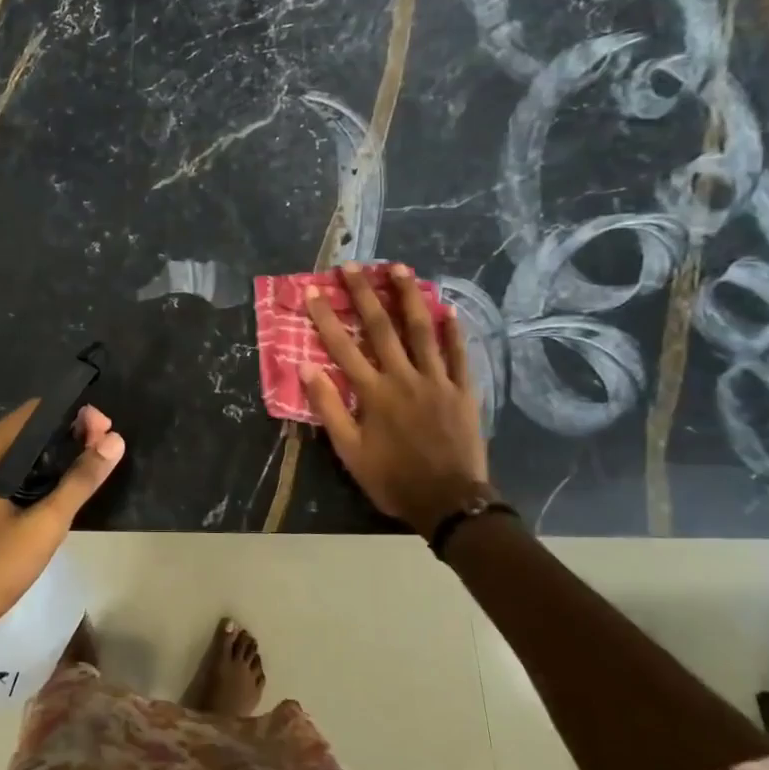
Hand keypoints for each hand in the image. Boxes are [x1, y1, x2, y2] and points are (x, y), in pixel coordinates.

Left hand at [0, 400, 124, 657]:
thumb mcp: (44, 525)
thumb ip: (80, 481)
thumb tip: (115, 440)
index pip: (33, 413)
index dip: (73, 415)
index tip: (105, 430)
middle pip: (26, 432)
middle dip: (67, 435)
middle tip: (106, 448)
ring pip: (19, 455)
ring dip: (54, 456)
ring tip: (92, 465)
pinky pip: (9, 475)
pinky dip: (36, 475)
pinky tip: (60, 489)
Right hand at [303, 262, 492, 535]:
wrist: (449, 503)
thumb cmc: (393, 478)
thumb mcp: (349, 451)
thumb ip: (328, 407)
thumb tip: (306, 367)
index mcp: (373, 392)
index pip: (342, 346)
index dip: (326, 317)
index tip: (312, 290)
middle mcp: (403, 377)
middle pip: (381, 328)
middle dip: (365, 294)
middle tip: (353, 266)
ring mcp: (437, 381)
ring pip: (421, 331)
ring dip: (409, 297)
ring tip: (400, 268)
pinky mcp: (462, 391)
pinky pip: (458, 355)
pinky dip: (453, 331)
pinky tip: (447, 309)